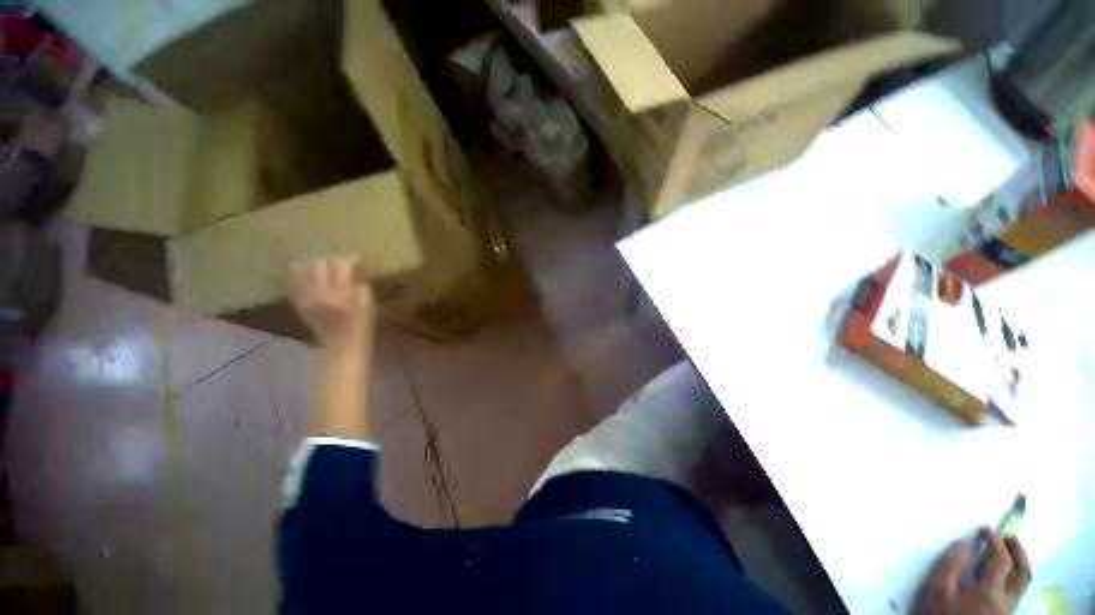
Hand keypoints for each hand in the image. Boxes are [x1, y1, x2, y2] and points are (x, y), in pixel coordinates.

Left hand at [289, 257, 375, 352]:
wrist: (342, 346)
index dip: (350, 260)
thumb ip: (360, 285)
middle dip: (331, 261)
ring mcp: (306, 297)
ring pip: (302, 269)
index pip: (341, 265)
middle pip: (320, 263)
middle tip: (340, 266)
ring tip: (324, 270)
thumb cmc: (362, 326)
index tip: (357, 260)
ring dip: (314, 266)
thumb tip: (354, 271)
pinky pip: (294, 282)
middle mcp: (319, 292)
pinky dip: (300, 275)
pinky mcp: (299, 302)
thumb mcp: (369, 305)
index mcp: (341, 293)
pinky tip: (309, 277)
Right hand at [915, 529, 1030, 614]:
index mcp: (991, 591)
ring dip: (1018, 563)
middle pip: (1022, 571)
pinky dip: (1014, 576)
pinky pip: (1017, 591)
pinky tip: (1002, 575)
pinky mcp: (1004, 614)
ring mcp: (1008, 609)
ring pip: (1023, 583)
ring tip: (1008, 551)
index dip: (994, 540)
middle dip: (1017, 551)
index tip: (983, 529)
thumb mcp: (937, 589)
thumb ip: (950, 564)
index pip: (1000, 558)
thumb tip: (963, 543)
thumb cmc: (941, 614)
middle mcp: (1006, 599)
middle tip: (1007, 536)